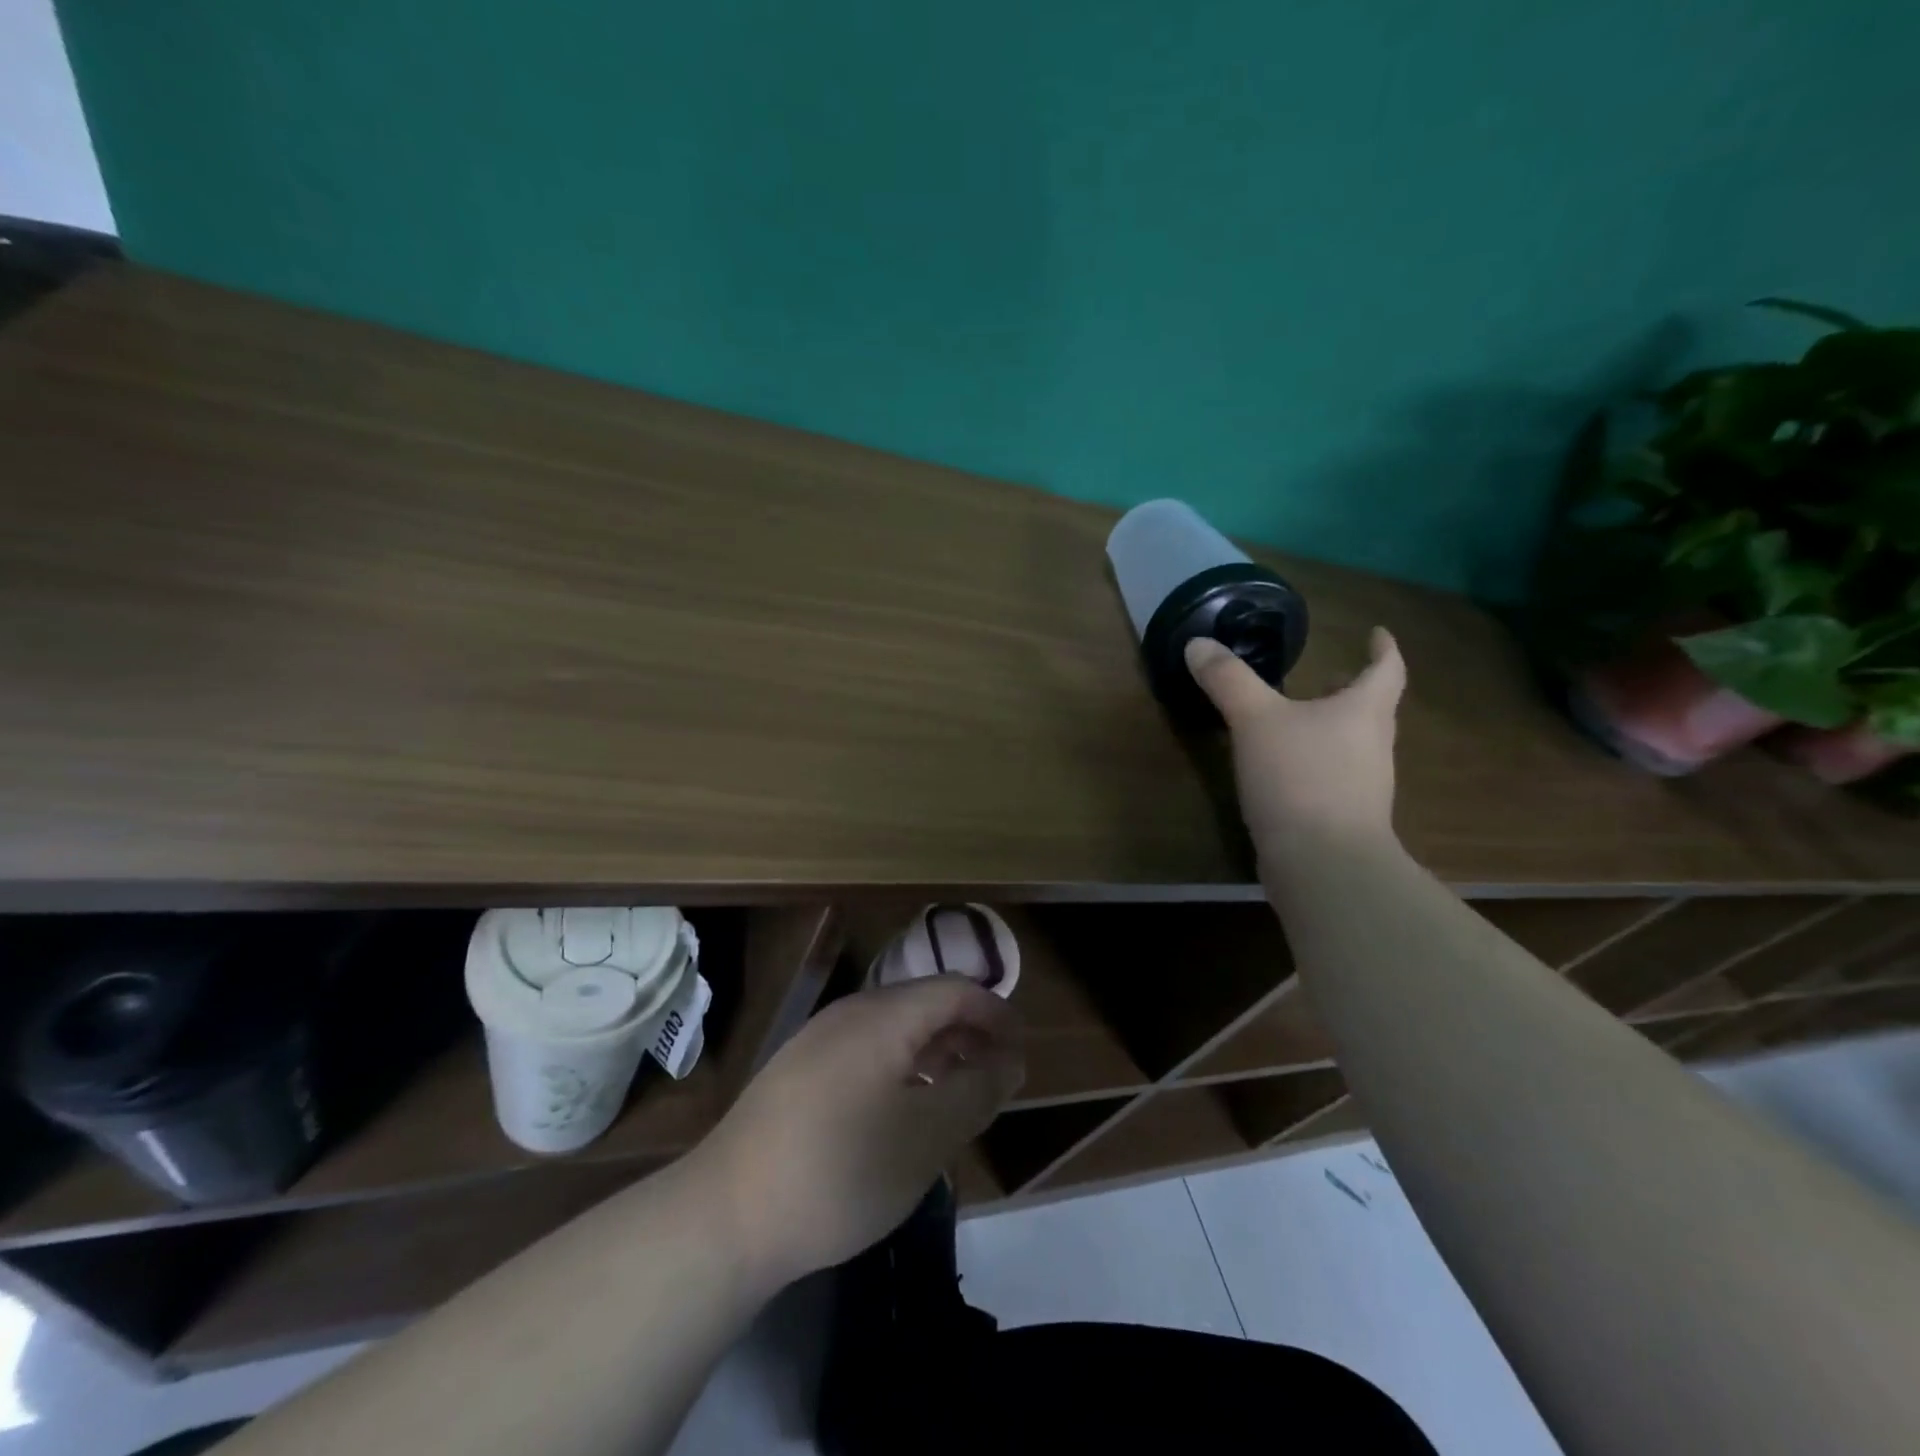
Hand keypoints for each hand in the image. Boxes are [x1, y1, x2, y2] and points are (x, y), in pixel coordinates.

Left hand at [693, 976, 1022, 1290]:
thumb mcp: (926, 1137)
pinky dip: (900, 1068)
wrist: (726, 1214)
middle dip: (967, 1033)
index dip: (996, 1015)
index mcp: (884, 1015)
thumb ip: (976, 1091)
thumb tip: (1008, 1060)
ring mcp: (817, 1040)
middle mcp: (850, 1012)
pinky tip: (901, 1112)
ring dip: (934, 1052)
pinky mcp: (796, 1071)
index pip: (955, 990)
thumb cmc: (841, 1170)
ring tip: (956, 1096)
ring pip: (893, 1029)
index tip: (1022, 1053)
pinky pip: (865, 1051)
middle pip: (924, 1003)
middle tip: (996, 1078)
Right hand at [1184, 627, 1406, 852]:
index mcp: (1362, 712)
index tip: (1378, 634)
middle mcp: (1373, 746)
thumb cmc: (1299, 778)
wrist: (1323, 863)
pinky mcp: (1344, 820)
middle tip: (1331, 675)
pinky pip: (1334, 778)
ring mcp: (1364, 788)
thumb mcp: (1254, 720)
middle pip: (1372, 709)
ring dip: (1334, 727)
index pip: (1386, 670)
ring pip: (1354, 745)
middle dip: (1352, 689)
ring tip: (1300, 720)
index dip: (1383, 649)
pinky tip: (1285, 771)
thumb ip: (1228, 680)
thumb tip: (1198, 643)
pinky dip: (1316, 763)